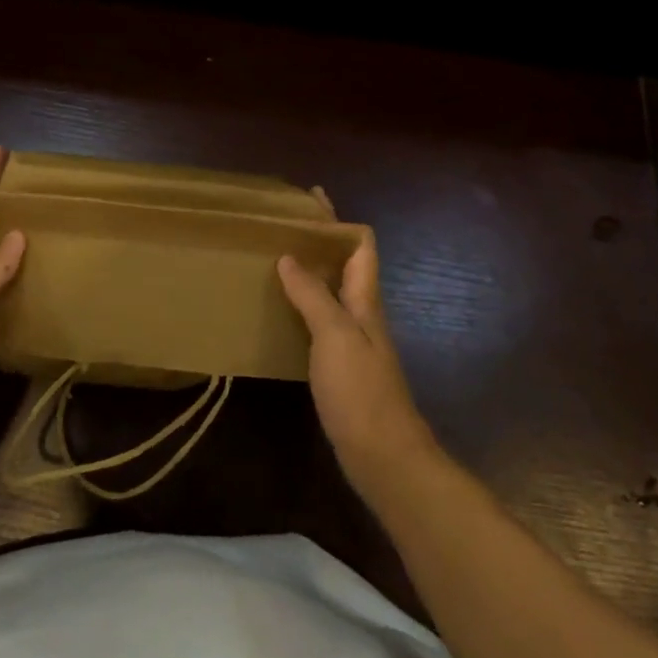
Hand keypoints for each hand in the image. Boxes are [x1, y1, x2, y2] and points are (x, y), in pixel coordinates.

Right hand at [278, 226, 437, 499]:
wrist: (384, 457)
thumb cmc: (361, 391)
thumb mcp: (335, 336)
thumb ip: (313, 295)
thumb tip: (290, 255)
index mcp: (365, 299)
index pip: (362, 244)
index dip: (338, 219)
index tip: (309, 200)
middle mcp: (362, 313)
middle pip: (345, 263)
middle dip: (319, 240)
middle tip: (280, 225)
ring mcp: (353, 340)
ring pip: (332, 290)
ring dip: (309, 270)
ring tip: (273, 258)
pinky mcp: (341, 365)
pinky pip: (320, 319)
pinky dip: (302, 304)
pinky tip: (279, 309)